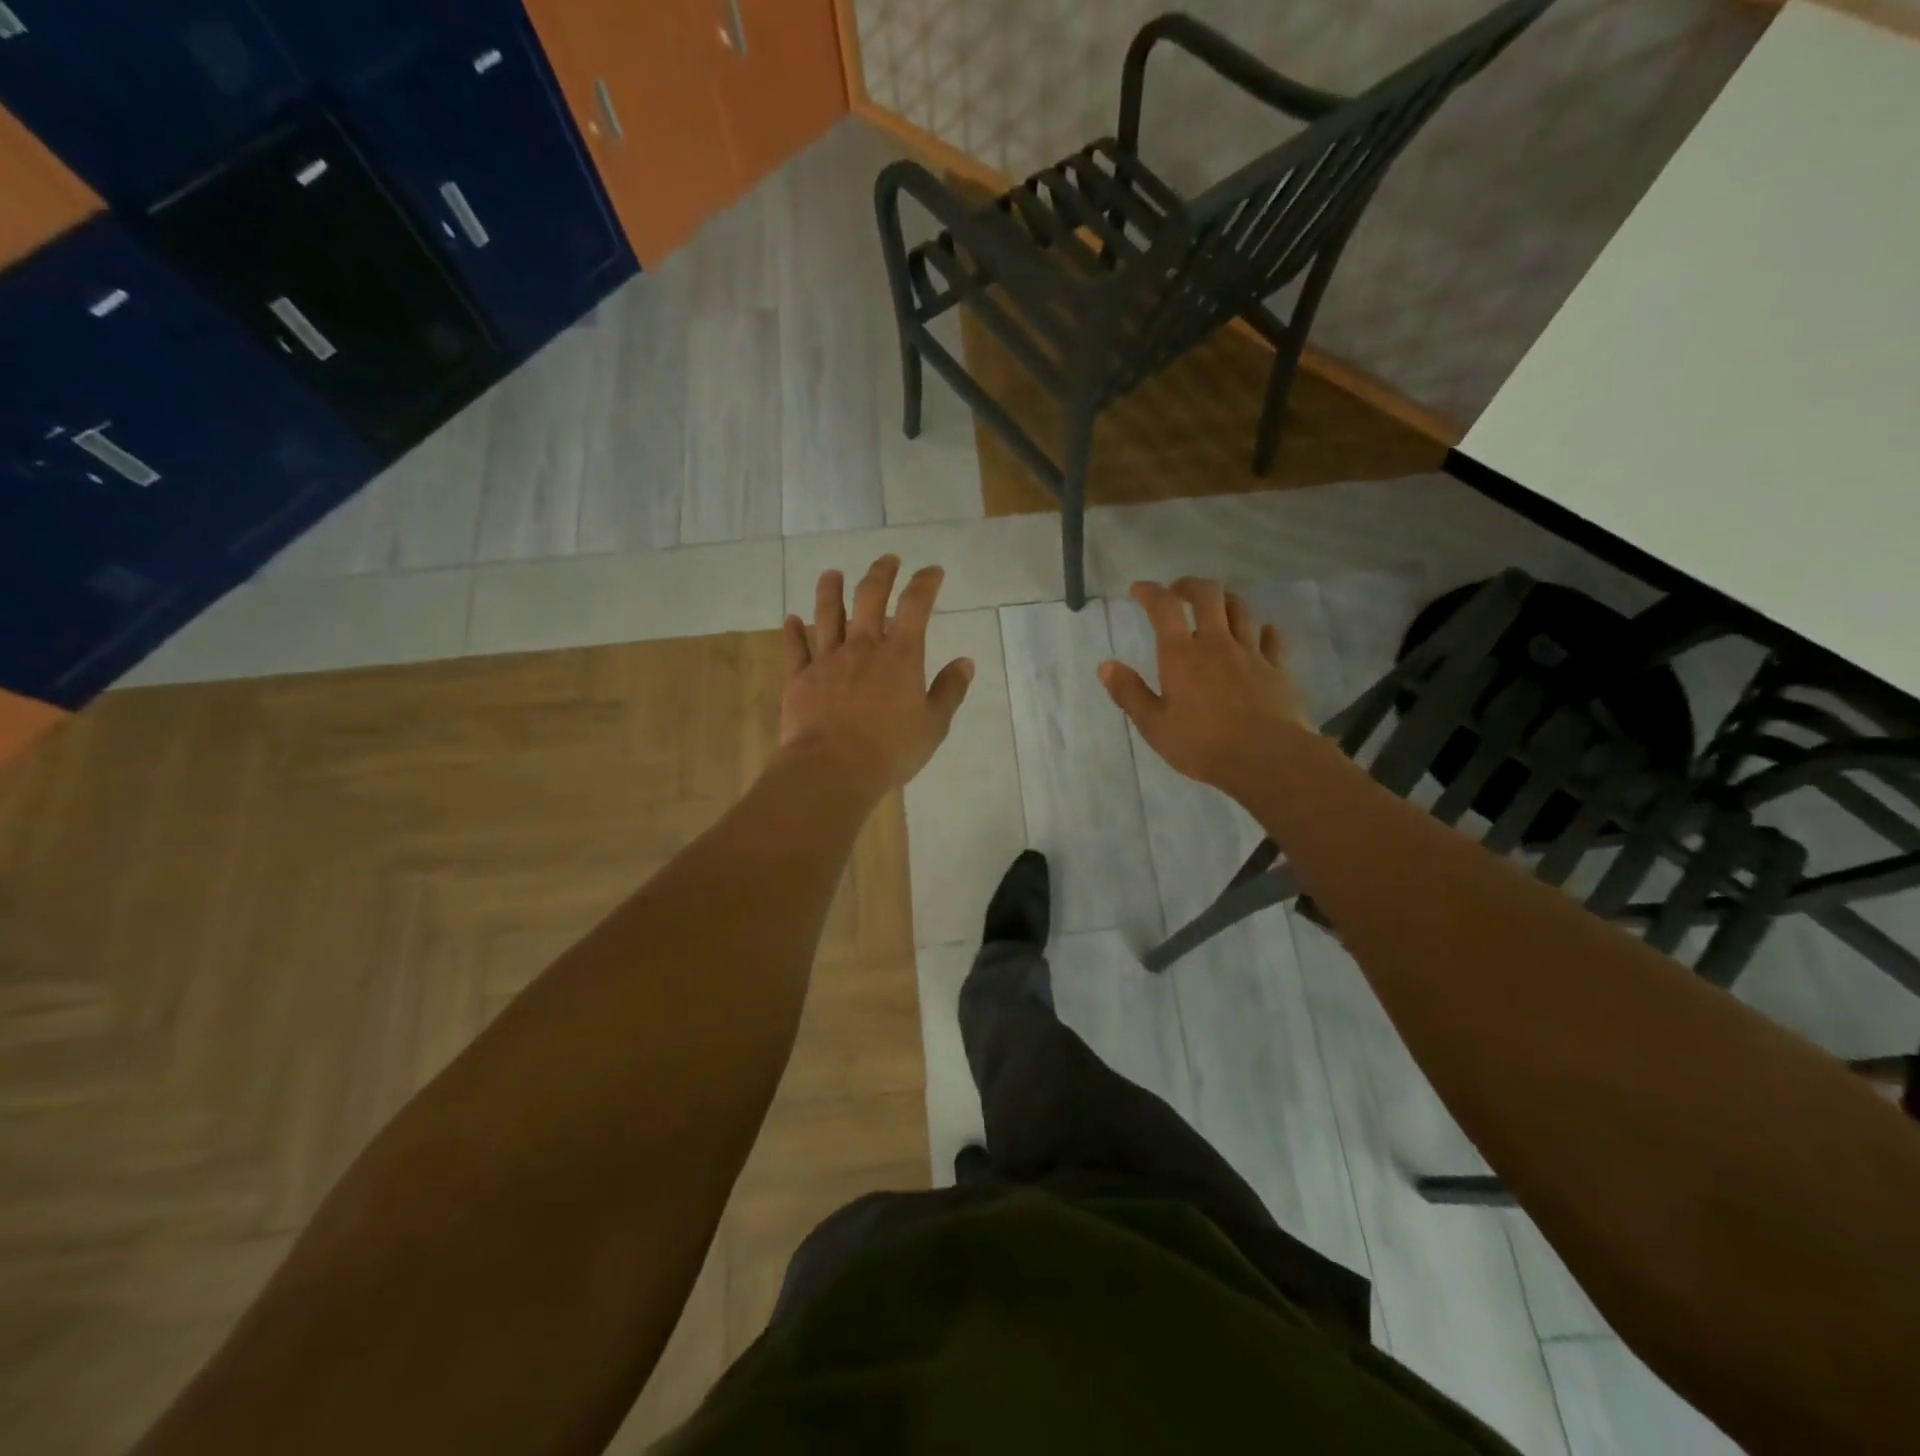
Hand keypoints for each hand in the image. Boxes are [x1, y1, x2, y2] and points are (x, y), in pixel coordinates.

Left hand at [781, 556, 973, 792]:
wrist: (833, 768)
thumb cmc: (891, 749)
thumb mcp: (933, 725)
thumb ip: (949, 691)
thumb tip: (965, 663)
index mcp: (900, 656)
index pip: (916, 606)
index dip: (925, 583)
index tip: (932, 572)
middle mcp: (863, 647)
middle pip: (869, 597)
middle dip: (880, 573)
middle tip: (887, 560)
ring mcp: (828, 660)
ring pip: (828, 614)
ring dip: (830, 590)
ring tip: (832, 574)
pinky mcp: (800, 678)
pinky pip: (795, 648)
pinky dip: (793, 632)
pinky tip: (791, 619)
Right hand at [1099, 578, 1312, 802]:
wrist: (1267, 758)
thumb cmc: (1202, 744)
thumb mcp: (1154, 725)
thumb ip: (1129, 693)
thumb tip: (1105, 665)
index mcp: (1181, 655)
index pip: (1163, 607)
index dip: (1150, 592)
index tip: (1139, 589)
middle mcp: (1217, 643)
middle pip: (1208, 594)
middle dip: (1190, 585)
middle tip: (1178, 592)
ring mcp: (1251, 652)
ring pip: (1241, 609)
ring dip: (1225, 600)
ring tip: (1215, 607)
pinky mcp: (1278, 668)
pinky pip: (1271, 636)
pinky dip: (1260, 629)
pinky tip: (1257, 634)